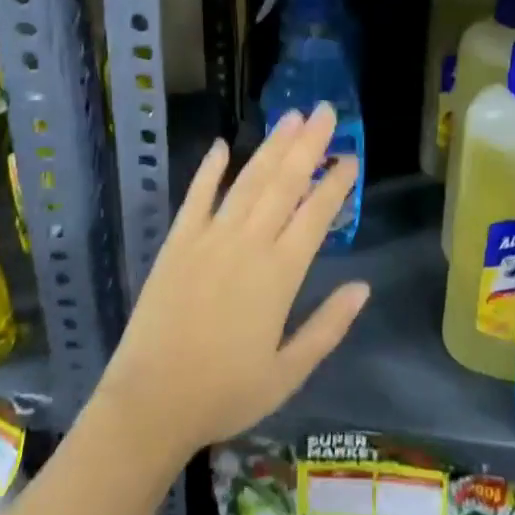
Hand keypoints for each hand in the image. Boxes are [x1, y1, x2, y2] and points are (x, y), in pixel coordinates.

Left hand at [93, 104, 368, 460]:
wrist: (151, 403)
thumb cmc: (225, 393)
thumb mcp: (288, 373)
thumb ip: (328, 327)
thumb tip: (363, 287)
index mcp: (280, 274)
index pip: (315, 214)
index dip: (336, 183)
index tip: (351, 156)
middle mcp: (248, 244)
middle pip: (285, 183)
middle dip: (309, 145)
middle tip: (326, 111)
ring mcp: (210, 237)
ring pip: (248, 180)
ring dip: (271, 146)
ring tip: (291, 117)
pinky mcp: (178, 241)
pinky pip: (196, 195)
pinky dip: (209, 169)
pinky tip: (222, 145)